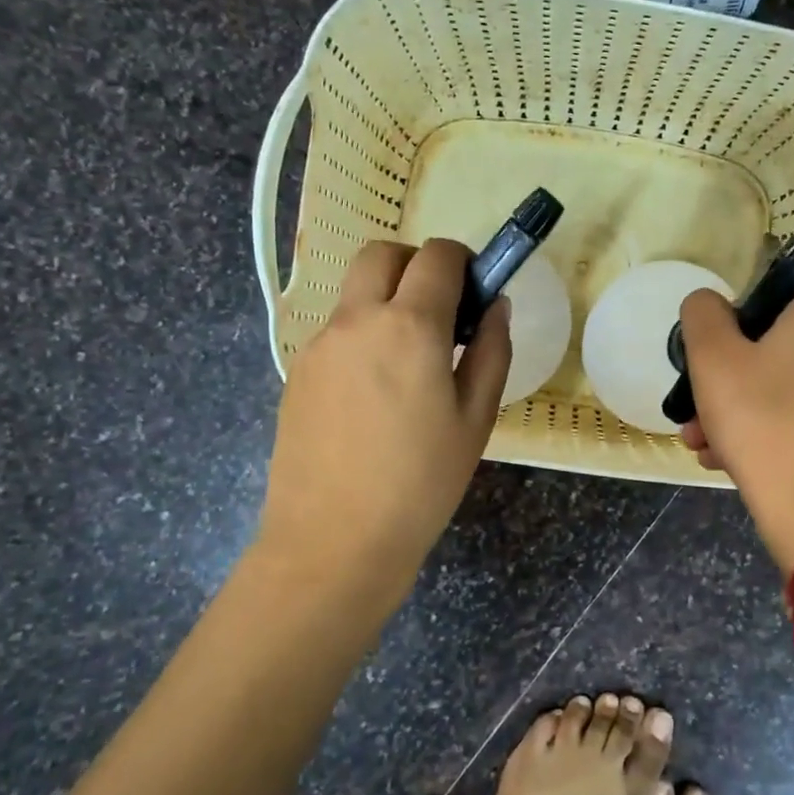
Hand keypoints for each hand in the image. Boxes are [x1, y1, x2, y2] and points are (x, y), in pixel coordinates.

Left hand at [260, 239, 510, 599]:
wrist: (334, 541)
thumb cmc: (421, 484)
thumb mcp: (475, 419)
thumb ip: (491, 351)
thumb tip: (496, 306)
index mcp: (409, 327)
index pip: (438, 256)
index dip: (465, 262)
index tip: (477, 295)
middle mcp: (356, 320)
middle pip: (382, 253)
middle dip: (417, 265)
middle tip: (441, 312)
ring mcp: (319, 344)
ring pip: (354, 292)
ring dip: (387, 300)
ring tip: (409, 362)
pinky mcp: (297, 371)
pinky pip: (337, 331)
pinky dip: (363, 335)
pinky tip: (375, 394)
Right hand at [678, 284, 793, 573]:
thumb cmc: (762, 420)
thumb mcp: (712, 358)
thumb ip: (702, 315)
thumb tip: (709, 304)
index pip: (777, 292)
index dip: (735, 317)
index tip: (708, 353)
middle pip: (776, 348)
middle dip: (726, 378)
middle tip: (694, 411)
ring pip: (785, 389)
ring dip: (738, 411)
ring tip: (703, 445)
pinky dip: (769, 433)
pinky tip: (732, 463)